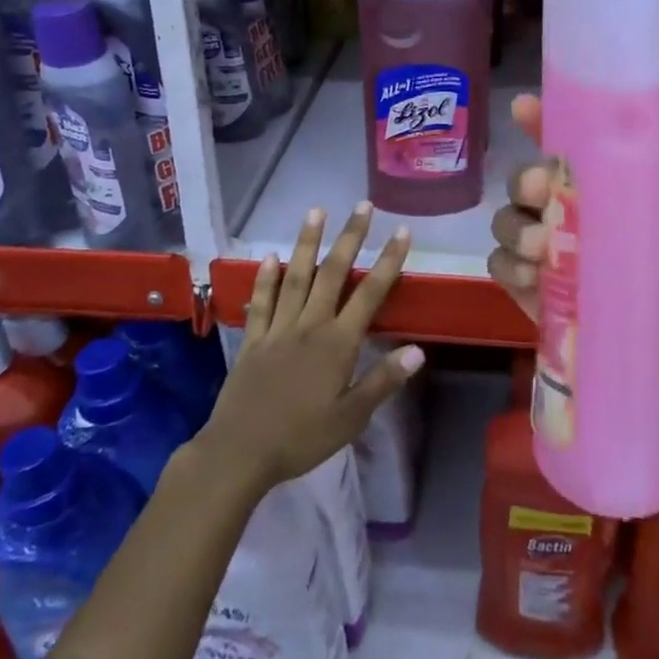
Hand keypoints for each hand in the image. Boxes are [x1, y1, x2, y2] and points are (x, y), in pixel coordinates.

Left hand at [201, 204, 424, 493]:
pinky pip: (261, 302)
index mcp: (338, 343)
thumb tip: (418, 350)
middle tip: (362, 206)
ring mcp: (277, 329)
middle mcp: (309, 325)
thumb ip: (383, 380)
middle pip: (333, 273)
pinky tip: (270, 257)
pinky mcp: (252, 340)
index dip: (388, 261)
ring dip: (307, 243)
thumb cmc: (301, 438)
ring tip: (315, 212)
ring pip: (295, 277)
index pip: (370, 294)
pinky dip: (265, 278)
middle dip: (350, 237)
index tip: (401, 231)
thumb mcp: (351, 417)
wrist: (240, 452)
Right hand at [487, 95, 658, 443]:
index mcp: (611, 195)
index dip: (542, 124)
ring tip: (538, 249)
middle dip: (524, 180)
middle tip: (540, 191)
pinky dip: (506, 266)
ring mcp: (550, 258)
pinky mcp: (535, 296)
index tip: (525, 108)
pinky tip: (530, 277)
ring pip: (506, 222)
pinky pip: (501, 269)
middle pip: (526, 183)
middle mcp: (573, 218)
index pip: (570, 149)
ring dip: (512, 227)